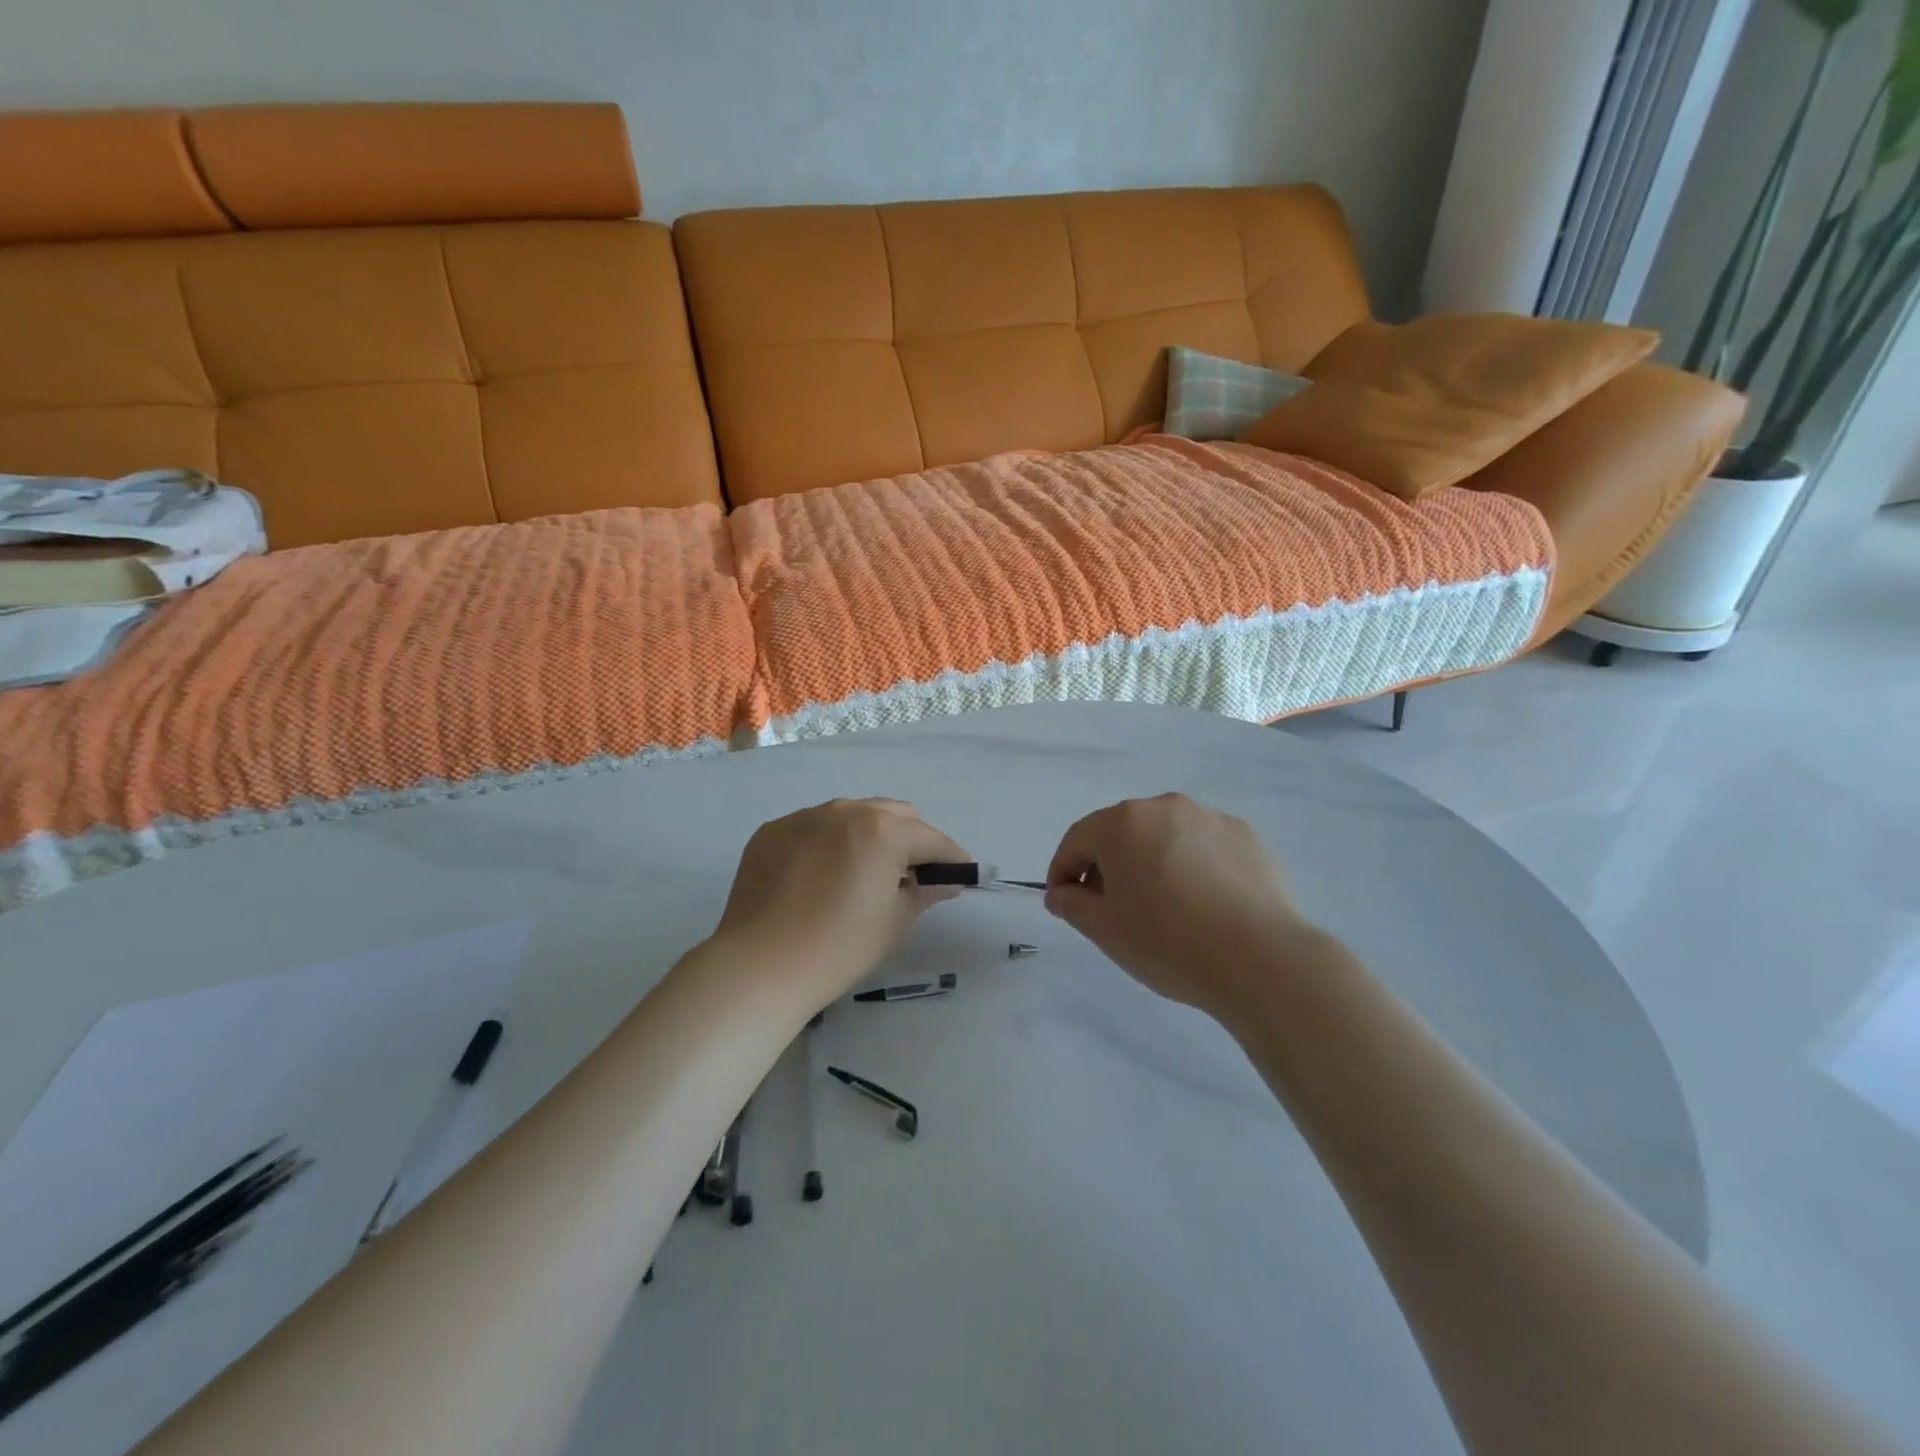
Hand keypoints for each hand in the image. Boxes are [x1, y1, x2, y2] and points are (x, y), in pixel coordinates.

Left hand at [711, 798, 969, 1007]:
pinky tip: (820, 878)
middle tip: (912, 876)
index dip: (951, 858)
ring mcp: (804, 817)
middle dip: (911, 840)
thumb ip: (925, 891)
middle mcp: (845, 810)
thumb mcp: (894, 922)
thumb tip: (946, 880)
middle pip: (893, 815)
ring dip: (868, 836)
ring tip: (863, 874)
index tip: (961, 875)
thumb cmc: (840, 948)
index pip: (931, 839)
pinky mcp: (772, 831)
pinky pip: (814, 828)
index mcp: (883, 830)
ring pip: (852, 815)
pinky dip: (828, 844)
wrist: (760, 966)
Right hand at [1045, 794, 1319, 1013]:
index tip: (1063, 902)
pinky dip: (1190, 865)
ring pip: (1163, 835)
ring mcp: (1209, 817)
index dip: (1062, 871)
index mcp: (1122, 823)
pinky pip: (1201, 845)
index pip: (1077, 840)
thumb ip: (1071, 904)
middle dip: (1106, 864)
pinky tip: (1200, 902)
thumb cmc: (1167, 941)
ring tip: (1159, 904)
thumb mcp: (1104, 929)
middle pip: (1120, 832)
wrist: (1261, 958)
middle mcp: (1164, 806)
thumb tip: (1062, 893)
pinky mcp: (1245, 835)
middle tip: (1108, 906)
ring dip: (1150, 861)